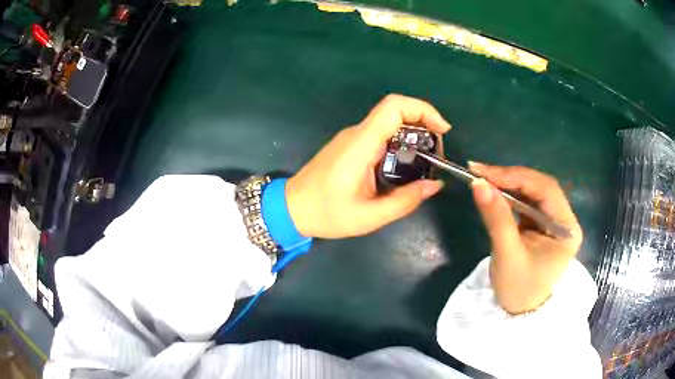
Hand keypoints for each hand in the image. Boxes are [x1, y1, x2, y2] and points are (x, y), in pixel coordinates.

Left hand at [286, 94, 450, 238]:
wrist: (290, 208)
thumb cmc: (326, 213)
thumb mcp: (369, 216)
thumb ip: (405, 201)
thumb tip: (435, 185)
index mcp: (361, 144)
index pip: (393, 107)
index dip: (423, 110)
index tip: (443, 130)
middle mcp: (357, 134)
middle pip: (396, 113)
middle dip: (424, 126)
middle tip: (438, 155)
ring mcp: (352, 138)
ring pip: (390, 125)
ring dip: (414, 137)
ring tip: (426, 164)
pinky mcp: (351, 146)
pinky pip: (381, 136)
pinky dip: (400, 144)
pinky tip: (406, 167)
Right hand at [468, 163, 582, 314]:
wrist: (518, 313)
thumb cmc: (518, 289)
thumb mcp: (507, 254)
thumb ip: (496, 218)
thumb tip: (478, 183)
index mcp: (567, 227)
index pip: (546, 189)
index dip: (516, 176)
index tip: (484, 172)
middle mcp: (564, 219)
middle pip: (539, 187)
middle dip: (509, 178)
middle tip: (479, 173)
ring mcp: (553, 221)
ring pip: (531, 192)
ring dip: (507, 185)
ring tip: (482, 179)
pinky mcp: (540, 225)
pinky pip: (525, 203)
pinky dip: (508, 196)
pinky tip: (493, 192)